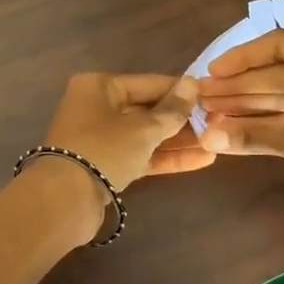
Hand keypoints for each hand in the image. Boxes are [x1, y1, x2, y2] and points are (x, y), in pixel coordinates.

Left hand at [42, 73, 211, 192]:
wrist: (66, 200)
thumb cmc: (104, 150)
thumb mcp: (143, 129)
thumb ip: (171, 110)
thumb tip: (193, 83)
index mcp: (99, 86)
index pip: (148, 83)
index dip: (180, 91)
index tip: (211, 96)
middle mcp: (97, 107)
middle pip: (147, 109)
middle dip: (181, 118)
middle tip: (217, 122)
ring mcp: (101, 138)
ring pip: (145, 135)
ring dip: (178, 140)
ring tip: (215, 142)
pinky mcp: (106, 165)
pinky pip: (141, 155)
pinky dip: (166, 157)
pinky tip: (201, 160)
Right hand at [195, 32, 283, 273]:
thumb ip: (255, 134)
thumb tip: (205, 136)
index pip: (280, 46)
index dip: (240, 59)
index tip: (209, 76)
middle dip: (242, 88)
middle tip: (203, 101)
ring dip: (257, 106)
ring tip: (217, 116)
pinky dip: (281, 121)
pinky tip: (249, 129)